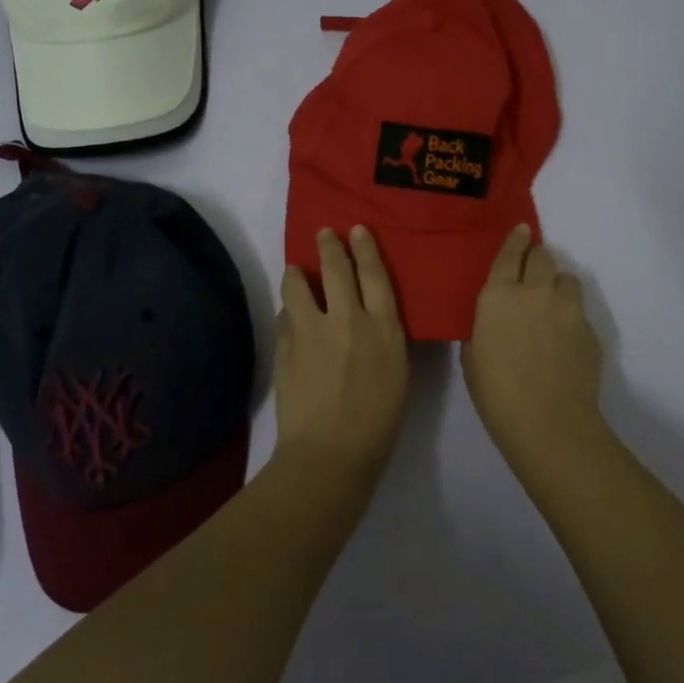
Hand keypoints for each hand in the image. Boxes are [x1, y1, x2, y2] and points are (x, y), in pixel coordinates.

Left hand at [274, 227, 408, 484]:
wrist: (330, 452)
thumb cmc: (377, 423)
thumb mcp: (397, 374)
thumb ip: (383, 338)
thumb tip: (369, 318)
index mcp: (383, 328)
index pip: (375, 275)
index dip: (366, 249)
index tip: (357, 230)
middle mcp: (348, 319)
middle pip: (337, 269)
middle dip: (330, 246)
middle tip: (324, 233)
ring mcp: (312, 330)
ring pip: (299, 285)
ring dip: (298, 273)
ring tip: (295, 270)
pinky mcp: (286, 345)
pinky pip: (285, 315)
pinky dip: (289, 310)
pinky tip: (290, 315)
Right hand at [462, 225, 604, 458]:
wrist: (548, 421)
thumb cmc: (496, 393)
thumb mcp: (472, 356)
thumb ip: (483, 327)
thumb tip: (493, 320)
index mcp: (499, 295)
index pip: (510, 253)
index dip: (516, 239)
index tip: (522, 230)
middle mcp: (535, 292)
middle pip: (543, 257)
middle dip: (537, 259)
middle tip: (532, 272)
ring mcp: (567, 309)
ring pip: (566, 279)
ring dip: (557, 285)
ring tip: (551, 305)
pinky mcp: (589, 329)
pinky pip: (579, 311)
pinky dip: (570, 316)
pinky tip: (563, 341)